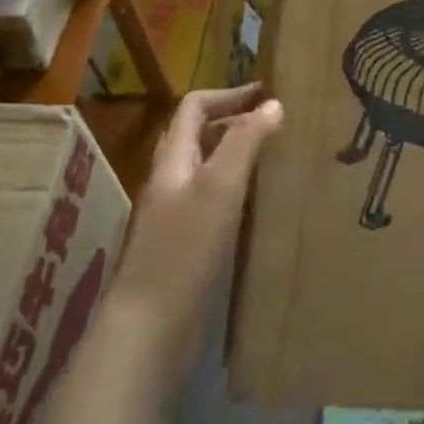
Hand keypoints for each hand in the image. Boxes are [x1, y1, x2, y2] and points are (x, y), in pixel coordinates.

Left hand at [106, 85, 283, 385]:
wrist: (147, 332)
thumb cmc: (183, 250)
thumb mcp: (220, 188)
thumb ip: (245, 143)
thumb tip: (273, 103)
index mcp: (172, 161)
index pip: (194, 108)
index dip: (229, 94)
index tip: (267, 91)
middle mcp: (169, 182)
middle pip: (197, 136)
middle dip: (234, 121)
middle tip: (276, 123)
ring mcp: (173, 217)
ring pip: (206, 170)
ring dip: (236, 156)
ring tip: (274, 158)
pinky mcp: (183, 248)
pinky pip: (211, 203)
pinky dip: (236, 191)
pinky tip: (259, 207)